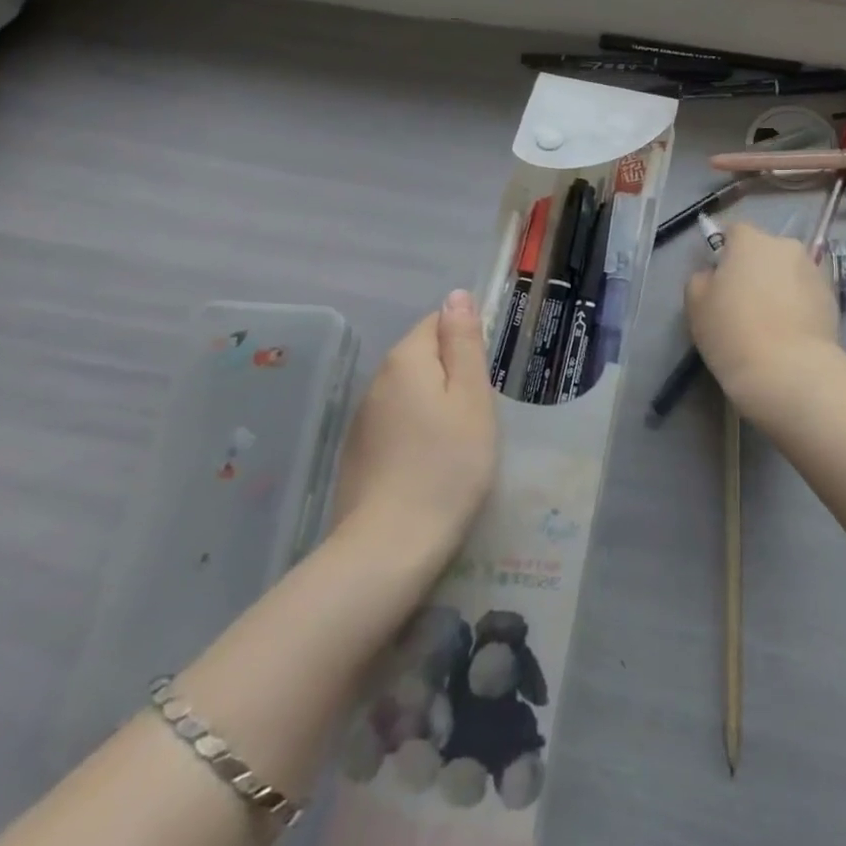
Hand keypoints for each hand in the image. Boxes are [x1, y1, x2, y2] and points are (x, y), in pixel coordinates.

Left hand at [334, 291, 498, 564]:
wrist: (388, 549)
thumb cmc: (447, 467)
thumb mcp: (471, 399)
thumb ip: (464, 343)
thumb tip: (457, 295)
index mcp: (406, 359)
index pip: (438, 322)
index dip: (467, 342)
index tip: (488, 377)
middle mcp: (377, 380)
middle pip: (422, 356)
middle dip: (452, 374)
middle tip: (480, 413)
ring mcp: (363, 419)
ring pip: (409, 392)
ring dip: (434, 404)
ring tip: (460, 441)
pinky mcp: (358, 453)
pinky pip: (395, 423)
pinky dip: (415, 431)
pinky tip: (431, 464)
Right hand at [685, 222, 840, 424]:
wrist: (789, 371)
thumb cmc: (733, 331)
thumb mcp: (696, 304)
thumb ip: (702, 279)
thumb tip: (714, 276)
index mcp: (751, 240)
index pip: (734, 232)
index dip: (725, 254)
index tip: (720, 281)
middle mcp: (786, 246)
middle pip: (765, 251)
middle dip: (756, 270)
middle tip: (744, 303)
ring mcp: (814, 271)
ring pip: (788, 273)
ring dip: (779, 287)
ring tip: (770, 323)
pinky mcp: (833, 299)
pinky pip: (807, 295)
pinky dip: (798, 306)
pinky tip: (789, 334)